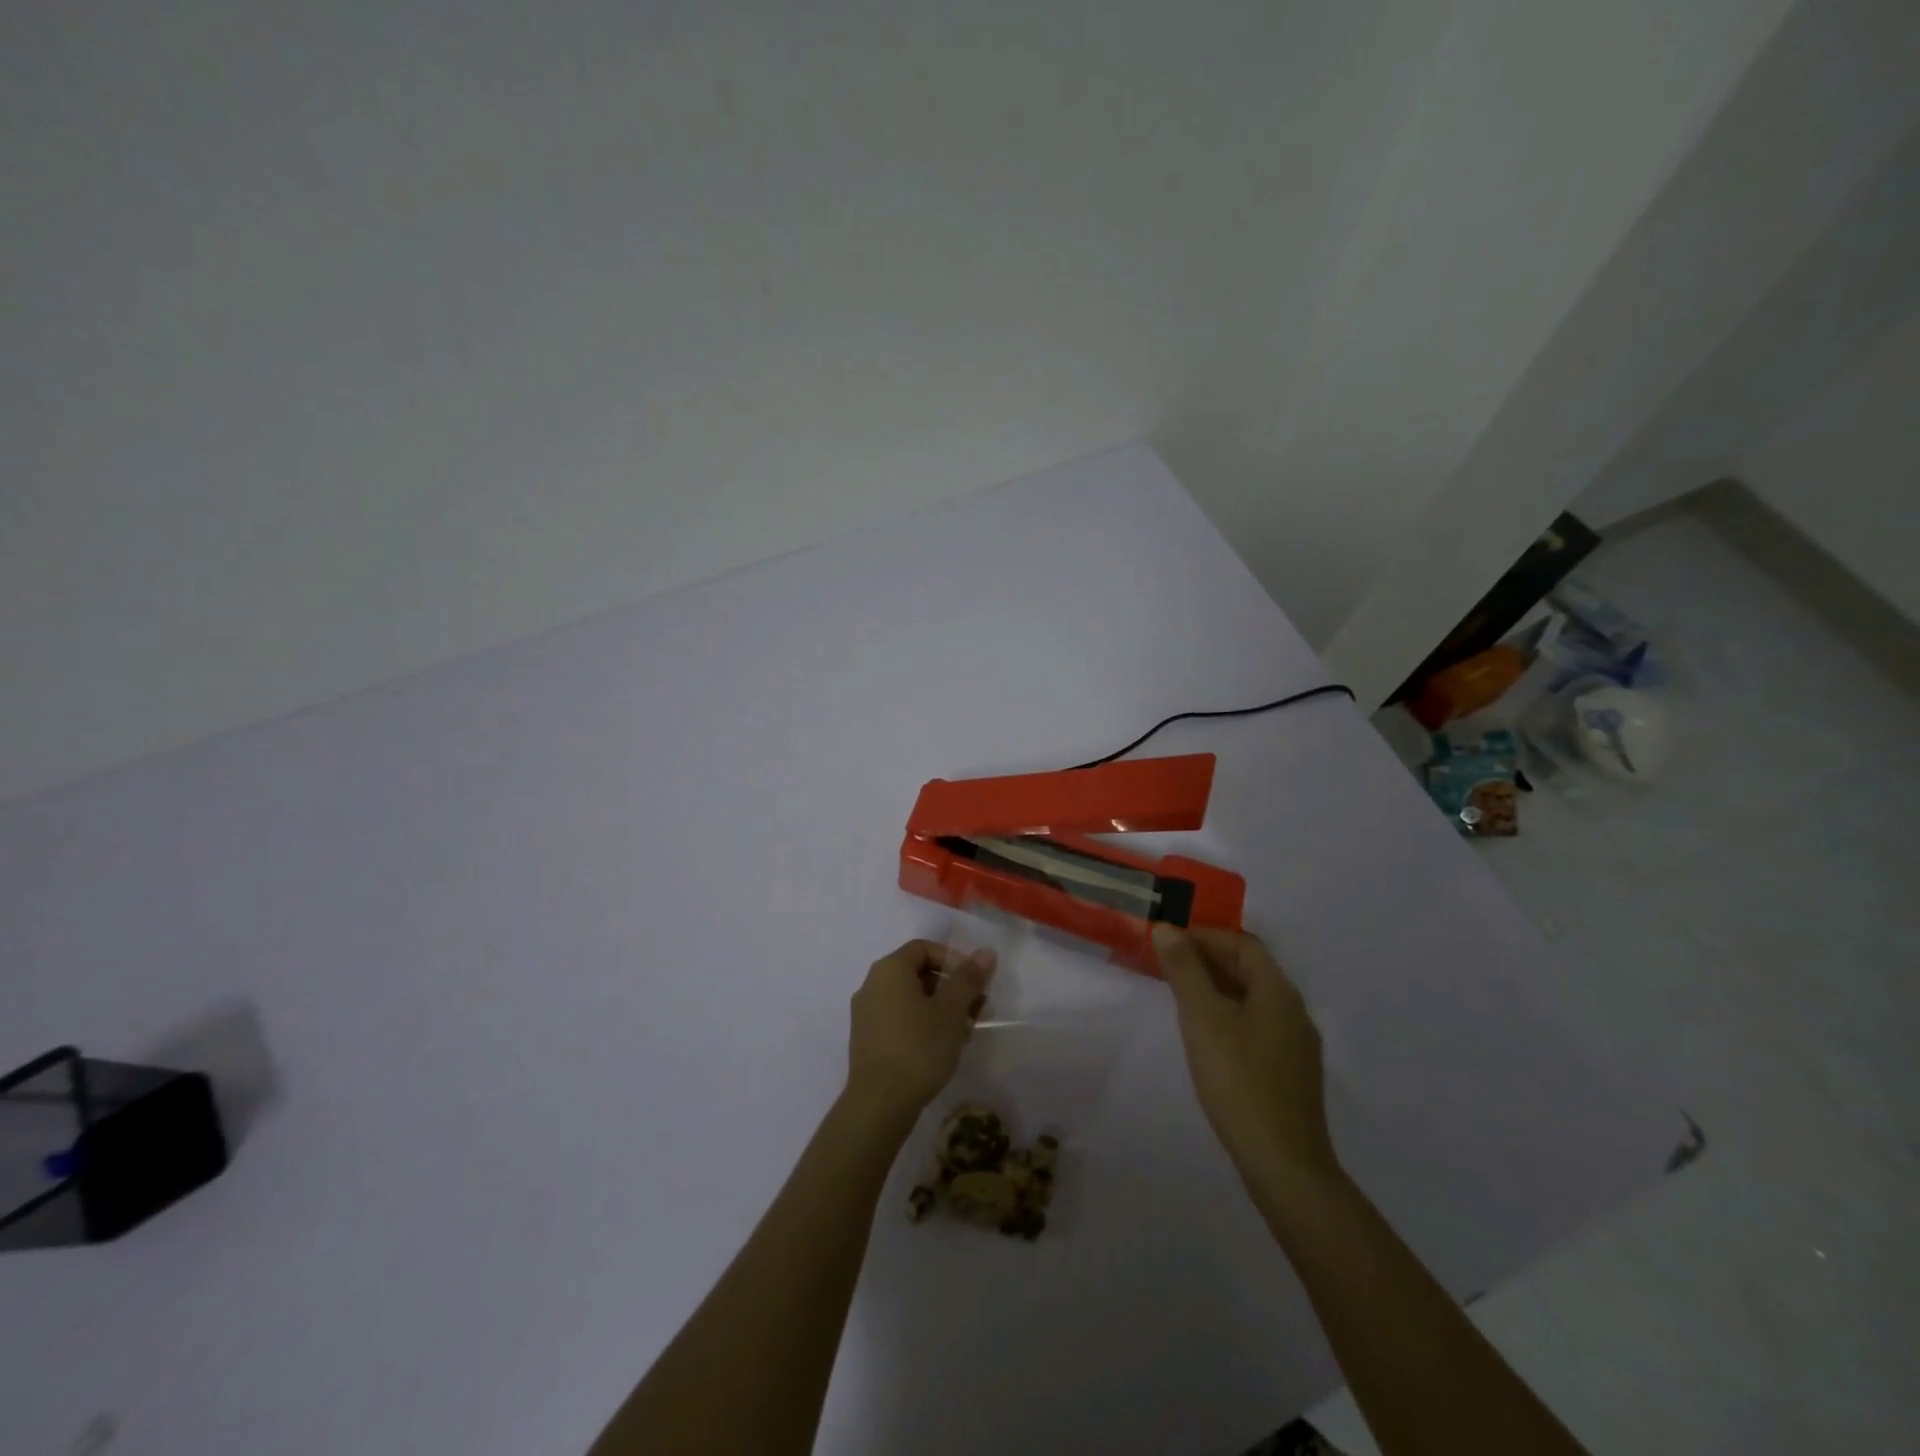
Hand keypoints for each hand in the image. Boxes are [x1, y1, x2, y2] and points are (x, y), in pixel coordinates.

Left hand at [845, 939, 995, 1121]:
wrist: (879, 1103)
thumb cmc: (919, 1047)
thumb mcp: (951, 1010)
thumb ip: (968, 978)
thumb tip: (985, 951)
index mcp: (890, 969)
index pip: (924, 948)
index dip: (953, 959)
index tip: (975, 981)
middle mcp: (872, 984)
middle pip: (918, 973)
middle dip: (951, 987)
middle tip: (977, 1008)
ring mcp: (866, 1013)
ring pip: (910, 998)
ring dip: (940, 1008)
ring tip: (966, 1030)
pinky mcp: (867, 1039)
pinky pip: (899, 1018)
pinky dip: (923, 1023)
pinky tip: (943, 1046)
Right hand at [1153, 925, 1338, 1188]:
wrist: (1283, 1163)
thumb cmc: (1239, 1080)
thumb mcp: (1202, 1018)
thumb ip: (1184, 970)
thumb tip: (1167, 928)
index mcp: (1278, 991)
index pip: (1243, 944)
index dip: (1205, 935)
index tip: (1168, 940)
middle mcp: (1294, 1011)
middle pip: (1250, 969)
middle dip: (1208, 959)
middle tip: (1167, 964)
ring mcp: (1296, 1045)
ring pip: (1252, 999)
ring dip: (1217, 987)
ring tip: (1179, 995)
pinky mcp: (1290, 1074)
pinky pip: (1256, 1025)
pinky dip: (1228, 1015)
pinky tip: (1206, 1035)